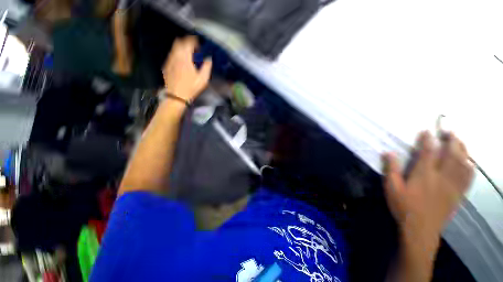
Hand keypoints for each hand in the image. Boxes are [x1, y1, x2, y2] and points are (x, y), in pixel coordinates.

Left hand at [162, 36, 212, 102]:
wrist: (176, 96)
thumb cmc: (191, 88)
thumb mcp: (203, 79)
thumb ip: (207, 67)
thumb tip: (208, 59)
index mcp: (185, 58)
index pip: (188, 42)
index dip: (194, 41)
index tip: (199, 46)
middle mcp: (175, 56)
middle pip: (179, 42)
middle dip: (187, 43)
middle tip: (194, 51)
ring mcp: (169, 60)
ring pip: (174, 48)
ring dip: (182, 49)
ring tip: (189, 57)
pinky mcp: (166, 66)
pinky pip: (172, 55)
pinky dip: (177, 55)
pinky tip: (182, 64)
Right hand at [383, 132, 473, 241]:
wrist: (421, 229)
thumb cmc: (403, 207)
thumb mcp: (391, 188)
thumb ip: (391, 169)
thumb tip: (388, 152)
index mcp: (424, 175)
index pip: (428, 152)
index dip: (427, 140)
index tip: (426, 131)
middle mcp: (442, 177)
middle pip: (451, 154)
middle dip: (451, 140)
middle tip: (449, 131)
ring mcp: (453, 185)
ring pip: (463, 163)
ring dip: (463, 150)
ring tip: (460, 141)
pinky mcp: (458, 194)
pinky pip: (468, 177)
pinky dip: (470, 166)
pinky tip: (469, 162)